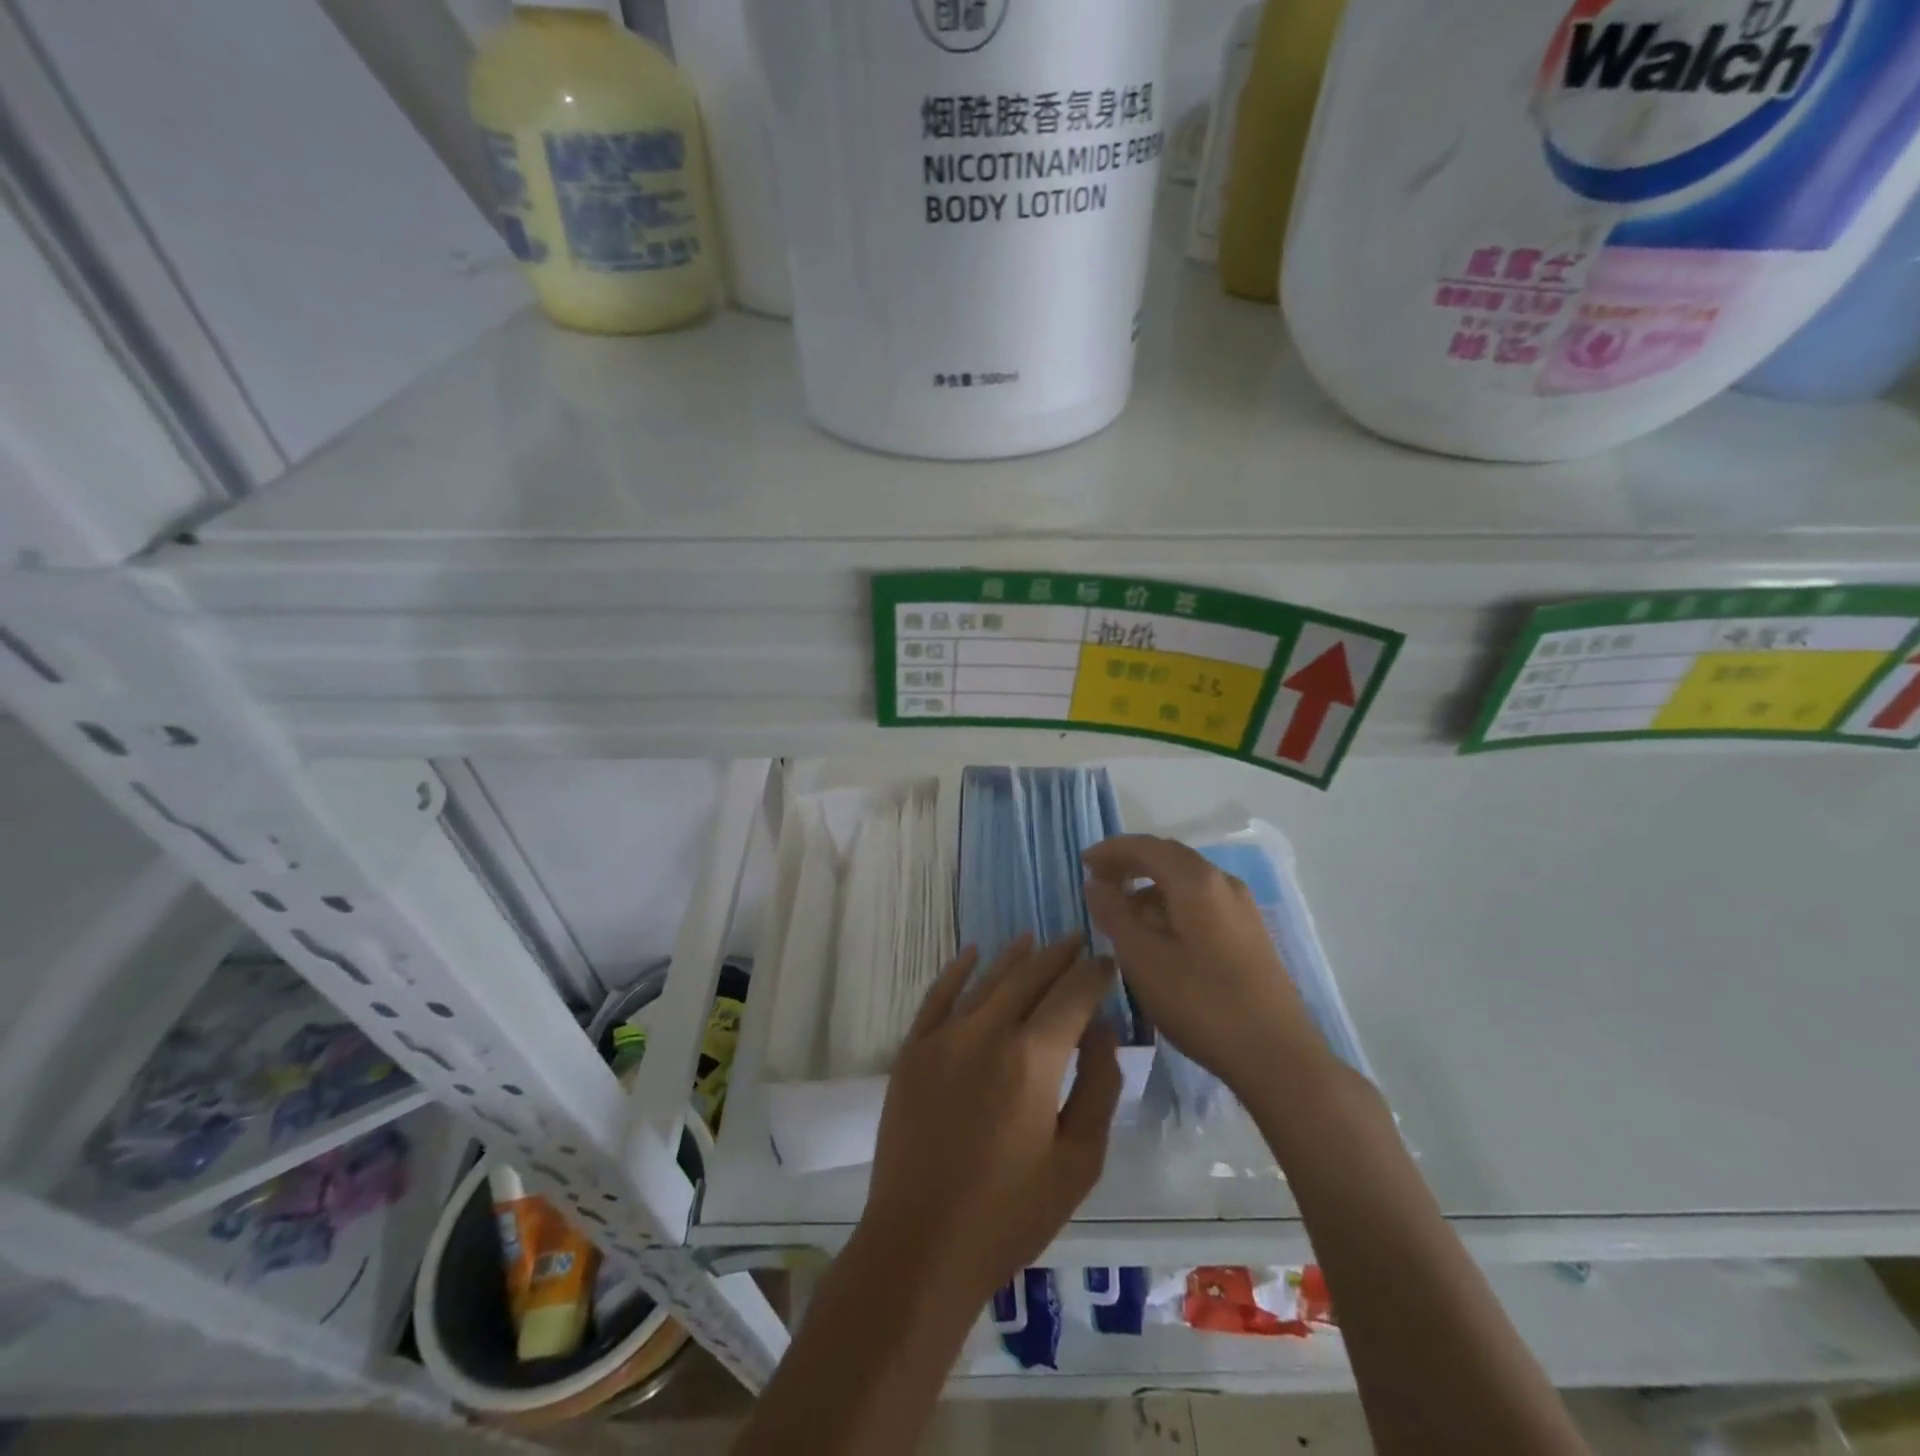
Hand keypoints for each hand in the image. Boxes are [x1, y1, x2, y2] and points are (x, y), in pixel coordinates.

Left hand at [860, 935, 1122, 1306]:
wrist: (920, 1244)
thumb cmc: (1010, 1214)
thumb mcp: (1078, 1162)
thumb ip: (1098, 1088)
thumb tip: (1103, 1031)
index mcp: (1033, 1058)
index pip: (1072, 995)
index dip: (1094, 974)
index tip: (1108, 963)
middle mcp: (987, 1031)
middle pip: (1030, 976)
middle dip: (1059, 956)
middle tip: (1078, 940)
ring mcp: (944, 1037)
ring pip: (987, 979)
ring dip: (1015, 957)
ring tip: (1036, 940)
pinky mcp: (913, 1050)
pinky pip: (938, 995)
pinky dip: (958, 970)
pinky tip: (973, 953)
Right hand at [1082, 835, 1328, 1094]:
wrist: (1277, 1055)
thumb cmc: (1201, 1003)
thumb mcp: (1142, 959)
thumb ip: (1114, 914)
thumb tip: (1096, 884)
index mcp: (1196, 881)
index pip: (1146, 846)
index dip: (1111, 850)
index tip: (1083, 862)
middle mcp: (1223, 883)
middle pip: (1169, 857)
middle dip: (1130, 864)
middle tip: (1098, 881)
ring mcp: (1242, 908)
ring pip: (1187, 881)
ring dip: (1150, 887)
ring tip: (1123, 913)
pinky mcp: (1250, 933)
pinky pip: (1202, 901)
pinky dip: (1172, 904)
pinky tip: (1159, 935)